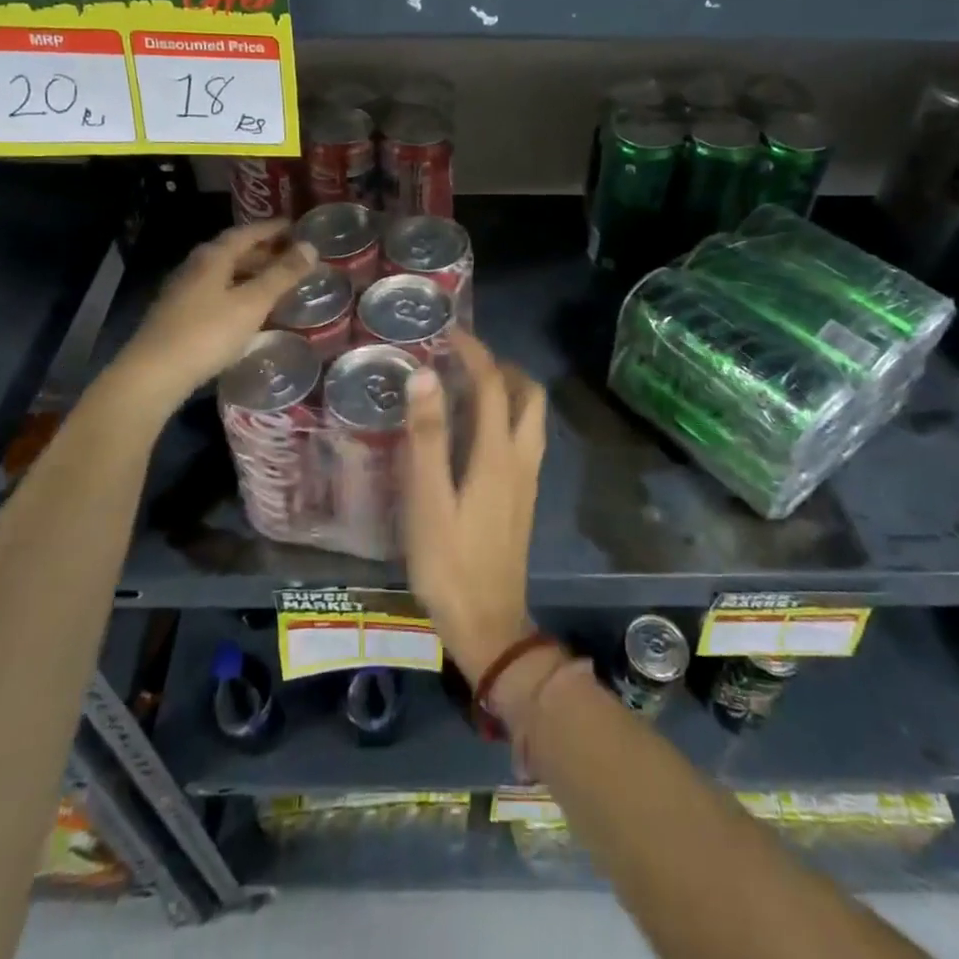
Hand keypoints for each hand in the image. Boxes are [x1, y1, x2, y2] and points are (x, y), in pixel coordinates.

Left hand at [113, 222, 314, 410]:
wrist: (154, 373)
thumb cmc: (207, 333)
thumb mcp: (252, 303)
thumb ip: (282, 275)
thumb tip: (311, 247)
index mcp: (213, 257)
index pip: (246, 232)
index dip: (272, 228)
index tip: (296, 227)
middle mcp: (195, 266)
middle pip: (234, 252)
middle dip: (264, 251)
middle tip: (292, 256)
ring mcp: (184, 291)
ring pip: (224, 273)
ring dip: (251, 273)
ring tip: (277, 282)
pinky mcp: (179, 315)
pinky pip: (217, 293)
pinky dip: (238, 292)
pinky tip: (249, 309)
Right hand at [400, 331, 546, 684]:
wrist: (488, 626)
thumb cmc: (450, 563)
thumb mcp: (428, 500)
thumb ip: (427, 437)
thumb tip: (426, 376)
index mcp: (498, 454)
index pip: (494, 385)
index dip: (475, 352)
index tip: (451, 332)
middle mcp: (521, 459)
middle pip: (529, 395)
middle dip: (502, 367)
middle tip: (465, 360)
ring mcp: (527, 480)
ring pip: (531, 418)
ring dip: (508, 391)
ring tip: (468, 388)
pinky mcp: (522, 498)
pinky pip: (523, 438)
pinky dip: (506, 416)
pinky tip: (475, 432)